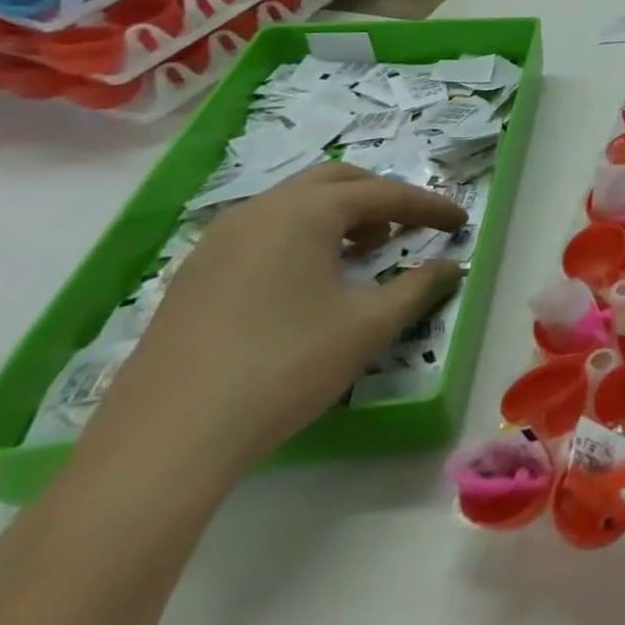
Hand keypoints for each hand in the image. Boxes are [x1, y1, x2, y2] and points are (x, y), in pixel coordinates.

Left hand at [83, 163, 465, 480]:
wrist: (164, 442)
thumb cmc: (284, 366)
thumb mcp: (369, 325)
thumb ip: (419, 286)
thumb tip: (451, 266)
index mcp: (304, 213)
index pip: (384, 193)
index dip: (429, 206)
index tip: (460, 223)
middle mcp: (258, 213)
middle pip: (333, 182)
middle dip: (381, 197)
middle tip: (411, 225)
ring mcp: (216, 244)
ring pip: (293, 205)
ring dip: (339, 216)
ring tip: (367, 250)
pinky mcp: (193, 277)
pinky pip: (263, 233)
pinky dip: (302, 237)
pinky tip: (312, 280)